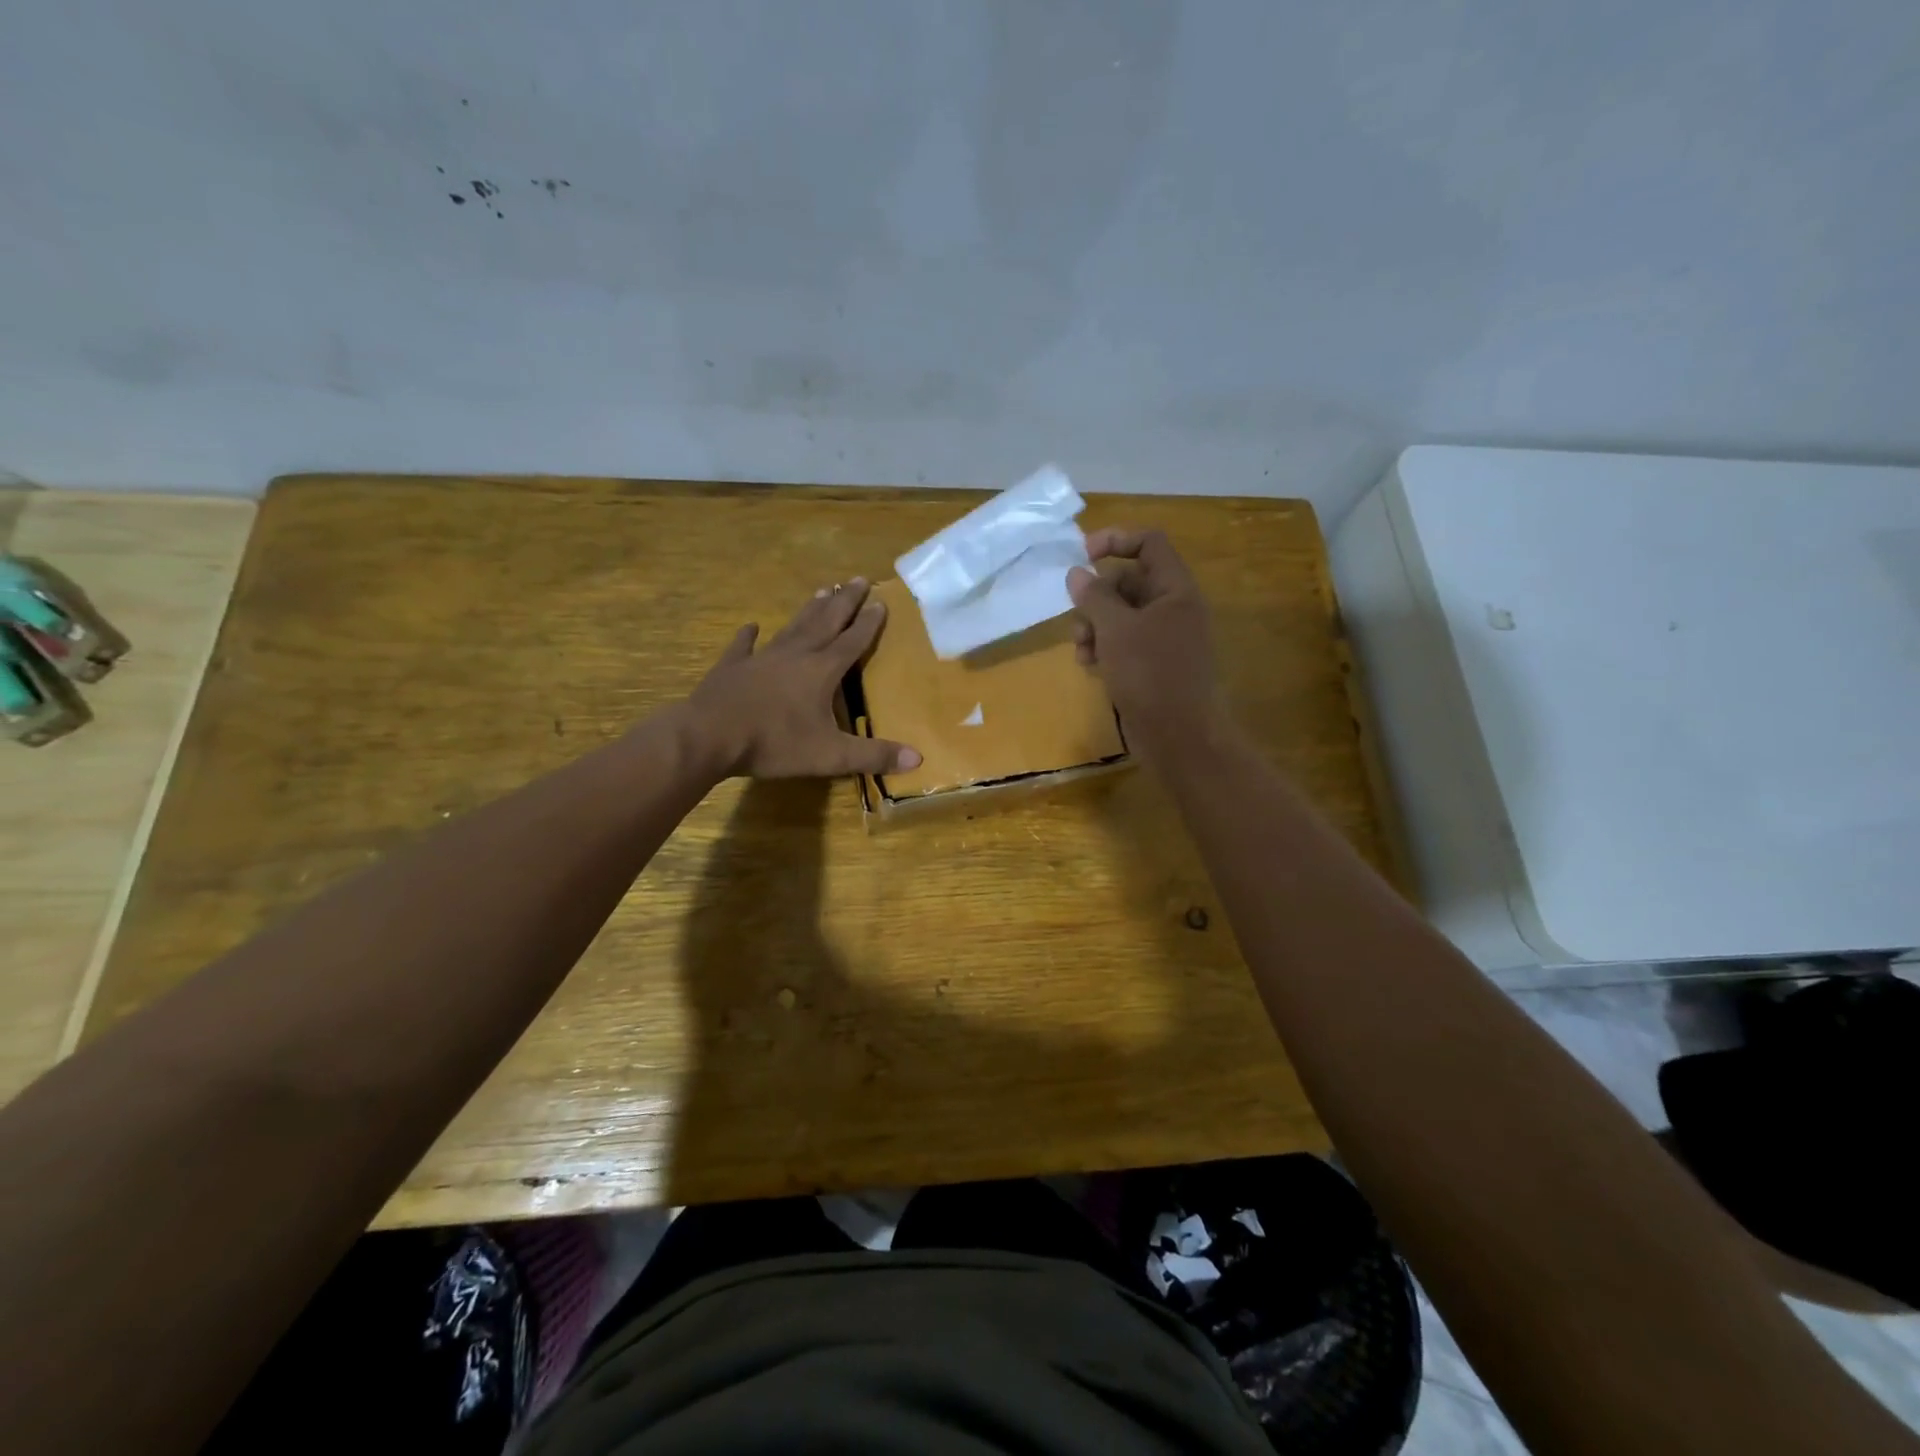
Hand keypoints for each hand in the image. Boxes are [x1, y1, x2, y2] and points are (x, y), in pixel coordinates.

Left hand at [684, 578, 922, 779]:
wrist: (709, 736)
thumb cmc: (774, 743)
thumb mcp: (830, 755)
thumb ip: (873, 755)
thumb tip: (918, 758)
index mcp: (822, 671)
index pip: (853, 641)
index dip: (869, 623)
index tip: (881, 601)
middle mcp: (796, 655)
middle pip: (826, 622)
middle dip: (844, 601)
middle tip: (858, 578)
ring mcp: (762, 658)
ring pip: (792, 627)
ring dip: (809, 609)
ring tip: (822, 589)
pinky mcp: (732, 667)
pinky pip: (743, 646)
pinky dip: (748, 636)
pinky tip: (750, 626)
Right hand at [1067, 527, 1219, 752]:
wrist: (1179, 737)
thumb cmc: (1151, 675)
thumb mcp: (1116, 630)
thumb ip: (1094, 597)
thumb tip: (1077, 573)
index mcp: (1176, 590)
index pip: (1149, 543)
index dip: (1115, 540)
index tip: (1081, 556)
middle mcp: (1173, 608)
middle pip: (1129, 581)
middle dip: (1097, 597)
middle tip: (1078, 618)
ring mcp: (1165, 638)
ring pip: (1122, 615)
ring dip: (1095, 626)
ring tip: (1082, 650)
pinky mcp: (1154, 665)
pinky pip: (1124, 643)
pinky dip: (1105, 649)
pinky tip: (1091, 667)